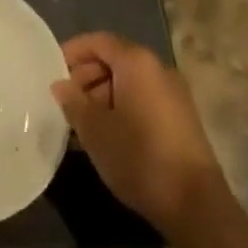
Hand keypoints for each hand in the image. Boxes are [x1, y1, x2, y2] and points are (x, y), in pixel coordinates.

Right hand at [51, 32, 233, 243]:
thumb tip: (61, 85)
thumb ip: (73, 102)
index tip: (52, 72)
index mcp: (137, 62)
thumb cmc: (139, 156)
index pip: (98, 41)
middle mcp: (158, 69)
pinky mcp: (181, 119)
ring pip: (128, 83)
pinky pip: (143, 100)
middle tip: (65, 102)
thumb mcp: (95, 130)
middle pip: (114, 60)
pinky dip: (121, 109)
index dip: (72, 52)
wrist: (196, 206)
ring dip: (102, 97)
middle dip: (86, 77)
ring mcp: (173, 95)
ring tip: (81, 125)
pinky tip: (106, 137)